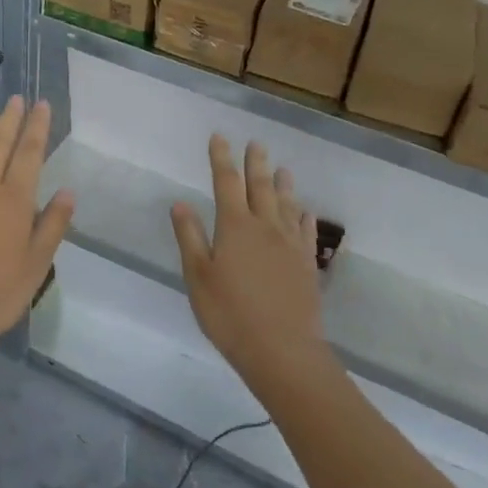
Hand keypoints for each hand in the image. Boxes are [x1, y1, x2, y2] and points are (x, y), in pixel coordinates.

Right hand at [171, 136, 329, 393]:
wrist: (283, 351)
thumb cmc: (230, 314)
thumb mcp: (198, 277)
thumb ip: (190, 236)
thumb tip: (180, 202)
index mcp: (235, 226)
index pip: (226, 182)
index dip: (221, 158)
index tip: (219, 137)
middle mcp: (265, 226)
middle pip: (260, 186)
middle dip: (255, 162)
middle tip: (255, 142)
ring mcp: (290, 245)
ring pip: (287, 204)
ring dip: (283, 184)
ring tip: (282, 168)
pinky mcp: (307, 265)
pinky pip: (307, 232)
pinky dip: (305, 217)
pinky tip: (306, 212)